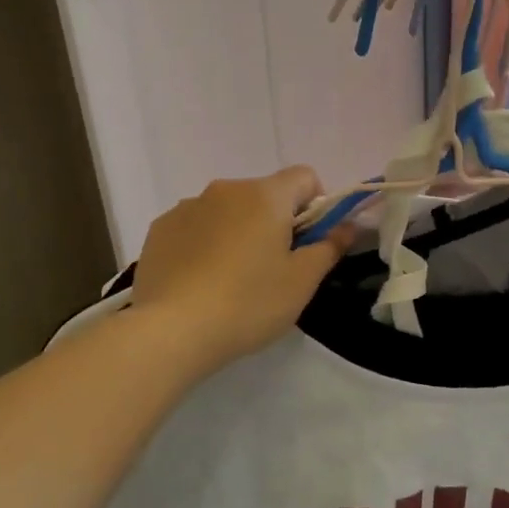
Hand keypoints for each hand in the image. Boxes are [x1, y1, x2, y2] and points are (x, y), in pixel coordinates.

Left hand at [130, 167, 353, 372]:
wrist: (171, 330)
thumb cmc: (248, 303)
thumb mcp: (301, 282)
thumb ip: (329, 247)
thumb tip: (347, 225)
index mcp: (265, 195)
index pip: (304, 177)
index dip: (316, 205)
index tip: (309, 243)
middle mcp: (225, 189)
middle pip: (265, 194)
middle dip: (275, 222)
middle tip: (274, 269)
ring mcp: (187, 206)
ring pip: (228, 210)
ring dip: (238, 231)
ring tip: (231, 280)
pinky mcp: (160, 228)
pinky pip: (196, 225)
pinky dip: (205, 243)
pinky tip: (200, 280)